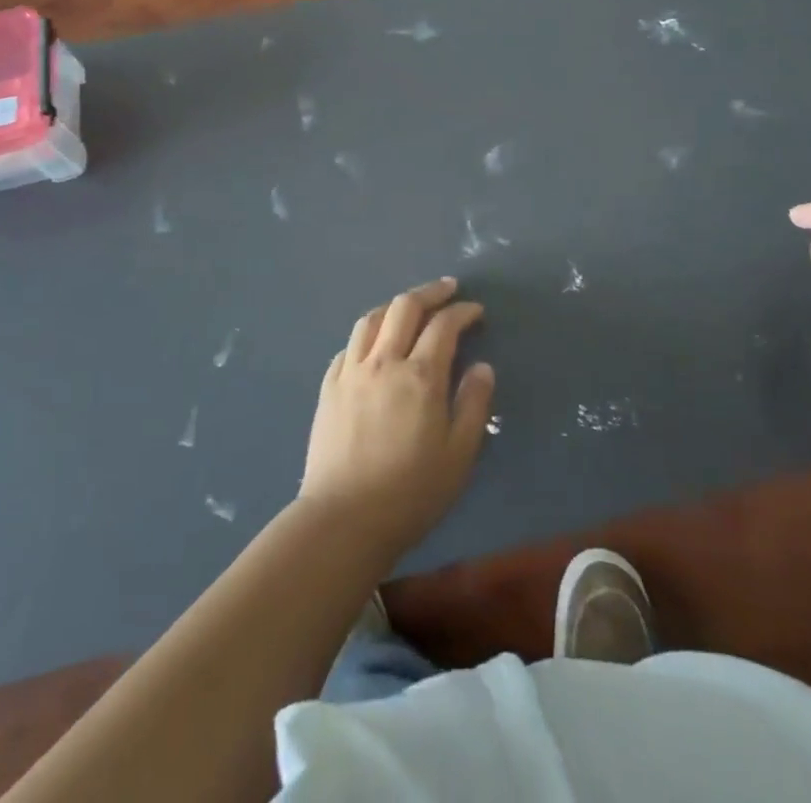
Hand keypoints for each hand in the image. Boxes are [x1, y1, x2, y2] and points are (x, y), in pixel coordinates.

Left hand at [299, 277, 494, 558]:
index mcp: (420, 376)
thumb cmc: (410, 492)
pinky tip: (374, 343)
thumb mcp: (459, 455)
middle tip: (448, 289)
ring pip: (372, 319)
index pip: (444, 325)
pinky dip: (368, 334)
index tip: (476, 311)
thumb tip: (482, 367)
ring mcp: (351, 372)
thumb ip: (474, 404)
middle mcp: (384, 362)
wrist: (343, 520)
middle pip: (405, 307)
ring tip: (410, 307)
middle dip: (430, 292)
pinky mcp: (328, 388)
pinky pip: (349, 345)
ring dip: (395, 305)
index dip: (463, 311)